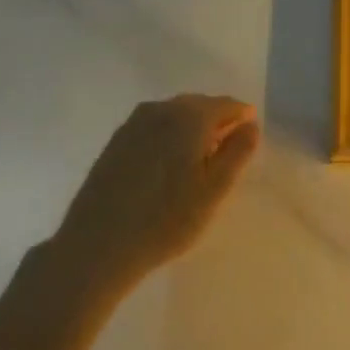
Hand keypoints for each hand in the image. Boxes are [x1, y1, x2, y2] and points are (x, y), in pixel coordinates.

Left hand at [53, 95, 260, 288]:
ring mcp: (133, 124)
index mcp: (189, 116)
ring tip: (199, 161)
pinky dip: (168, 137)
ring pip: (174, 115)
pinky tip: (168, 166)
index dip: (242, 118)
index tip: (250, 137)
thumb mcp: (214, 190)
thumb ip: (238, 152)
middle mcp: (160, 109)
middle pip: (199, 106)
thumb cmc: (166, 219)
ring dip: (191, 130)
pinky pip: (153, 128)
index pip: (225, 105)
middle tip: (227, 152)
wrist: (98, 244)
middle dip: (216, 122)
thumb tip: (250, 125)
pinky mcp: (116, 141)